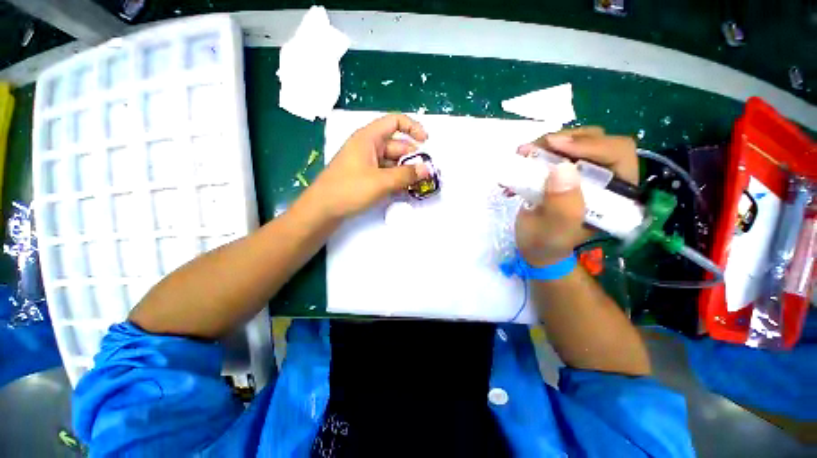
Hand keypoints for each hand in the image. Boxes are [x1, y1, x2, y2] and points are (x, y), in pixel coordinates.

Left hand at [308, 114, 429, 218]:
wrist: (322, 209)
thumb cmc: (349, 189)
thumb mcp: (381, 182)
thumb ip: (406, 175)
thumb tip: (427, 169)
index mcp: (368, 138)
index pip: (394, 122)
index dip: (413, 128)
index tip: (426, 142)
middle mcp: (368, 147)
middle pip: (396, 145)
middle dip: (412, 157)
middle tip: (426, 173)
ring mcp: (366, 162)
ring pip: (392, 161)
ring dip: (405, 171)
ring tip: (418, 184)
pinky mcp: (365, 176)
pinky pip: (385, 172)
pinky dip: (395, 179)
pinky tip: (405, 190)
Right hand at [514, 127, 637, 265]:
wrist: (533, 248)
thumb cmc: (547, 245)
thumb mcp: (554, 232)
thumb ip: (562, 207)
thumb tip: (562, 169)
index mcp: (616, 195)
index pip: (617, 154)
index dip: (589, 144)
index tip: (554, 146)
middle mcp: (604, 178)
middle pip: (594, 141)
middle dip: (562, 140)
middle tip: (531, 149)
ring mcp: (582, 173)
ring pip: (572, 143)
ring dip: (545, 146)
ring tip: (521, 156)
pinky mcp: (562, 173)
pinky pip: (553, 153)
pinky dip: (535, 154)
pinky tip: (519, 165)